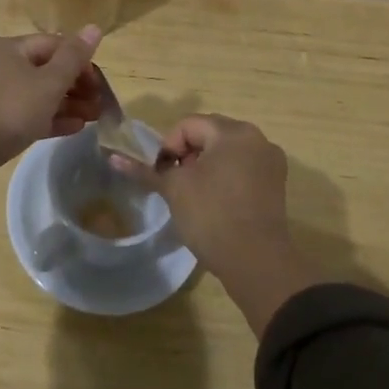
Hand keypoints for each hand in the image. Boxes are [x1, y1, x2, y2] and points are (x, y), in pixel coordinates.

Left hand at [0, 27, 102, 168]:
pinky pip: (19, 112)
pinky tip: (69, 129)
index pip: (53, 44)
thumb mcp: (49, 83)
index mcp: (8, 47)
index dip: (80, 61)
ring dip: (64, 104)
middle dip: (74, 87)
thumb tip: (94, 27)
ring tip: (90, 120)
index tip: (99, 84)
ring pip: (32, 93)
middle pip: (42, 69)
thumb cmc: (10, 109)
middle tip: (98, 106)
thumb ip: (73, 57)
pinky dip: (44, 118)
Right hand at [112, 113, 291, 269]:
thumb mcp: (174, 190)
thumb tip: (113, 158)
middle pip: (209, 134)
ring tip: (193, 195)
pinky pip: (243, 168)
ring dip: (205, 166)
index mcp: (233, 131)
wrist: (257, 263)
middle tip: (175, 184)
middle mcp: (256, 138)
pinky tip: (215, 203)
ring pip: (226, 152)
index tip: (161, 175)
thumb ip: (145, 170)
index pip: (188, 125)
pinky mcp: (276, 185)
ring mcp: (270, 162)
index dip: (168, 147)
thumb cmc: (212, 216)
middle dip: (187, 155)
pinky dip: (225, 177)